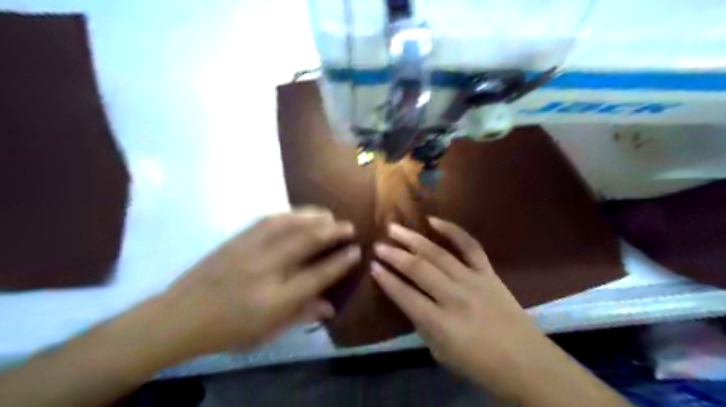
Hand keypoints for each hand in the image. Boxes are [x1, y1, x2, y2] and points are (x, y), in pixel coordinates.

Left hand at [155, 208, 359, 356]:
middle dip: (333, 231)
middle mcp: (266, 269)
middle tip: (349, 226)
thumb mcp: (267, 333)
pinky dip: (291, 214)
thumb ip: (302, 316)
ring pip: (290, 224)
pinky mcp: (237, 238)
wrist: (178, 317)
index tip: (356, 251)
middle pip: (307, 241)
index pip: (318, 275)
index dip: (340, 261)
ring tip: (329, 215)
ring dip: (314, 216)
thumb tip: (331, 307)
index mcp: (275, 299)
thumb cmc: (227, 331)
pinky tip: (300, 213)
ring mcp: (250, 250)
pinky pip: (269, 219)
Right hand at [375, 219, 550, 400]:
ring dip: (413, 239)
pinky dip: (452, 230)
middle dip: (394, 255)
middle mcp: (455, 297)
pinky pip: (470, 246)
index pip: (405, 295)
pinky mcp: (489, 272)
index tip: (372, 266)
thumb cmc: (479, 365)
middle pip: (418, 269)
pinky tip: (433, 221)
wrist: (526, 363)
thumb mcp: (440, 352)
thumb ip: (421, 324)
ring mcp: (473, 281)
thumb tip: (408, 298)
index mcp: (440, 324)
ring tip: (394, 228)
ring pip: (438, 253)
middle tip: (377, 245)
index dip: (386, 280)